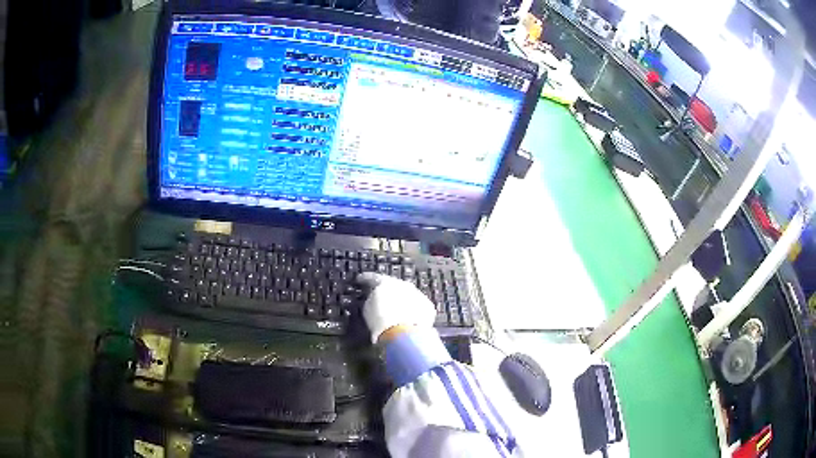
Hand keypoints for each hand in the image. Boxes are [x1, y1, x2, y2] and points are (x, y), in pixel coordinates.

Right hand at [356, 273, 435, 343]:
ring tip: (396, 311)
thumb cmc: (380, 321)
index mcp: (385, 282)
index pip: (373, 277)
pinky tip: (409, 319)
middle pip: (393, 285)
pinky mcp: (428, 306)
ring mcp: (418, 294)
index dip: (365, 278)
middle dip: (387, 290)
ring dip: (402, 300)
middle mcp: (403, 284)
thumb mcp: (367, 308)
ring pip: (408, 295)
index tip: (360, 280)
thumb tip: (374, 298)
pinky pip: (418, 306)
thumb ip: (370, 298)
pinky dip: (413, 310)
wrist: (403, 334)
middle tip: (381, 298)